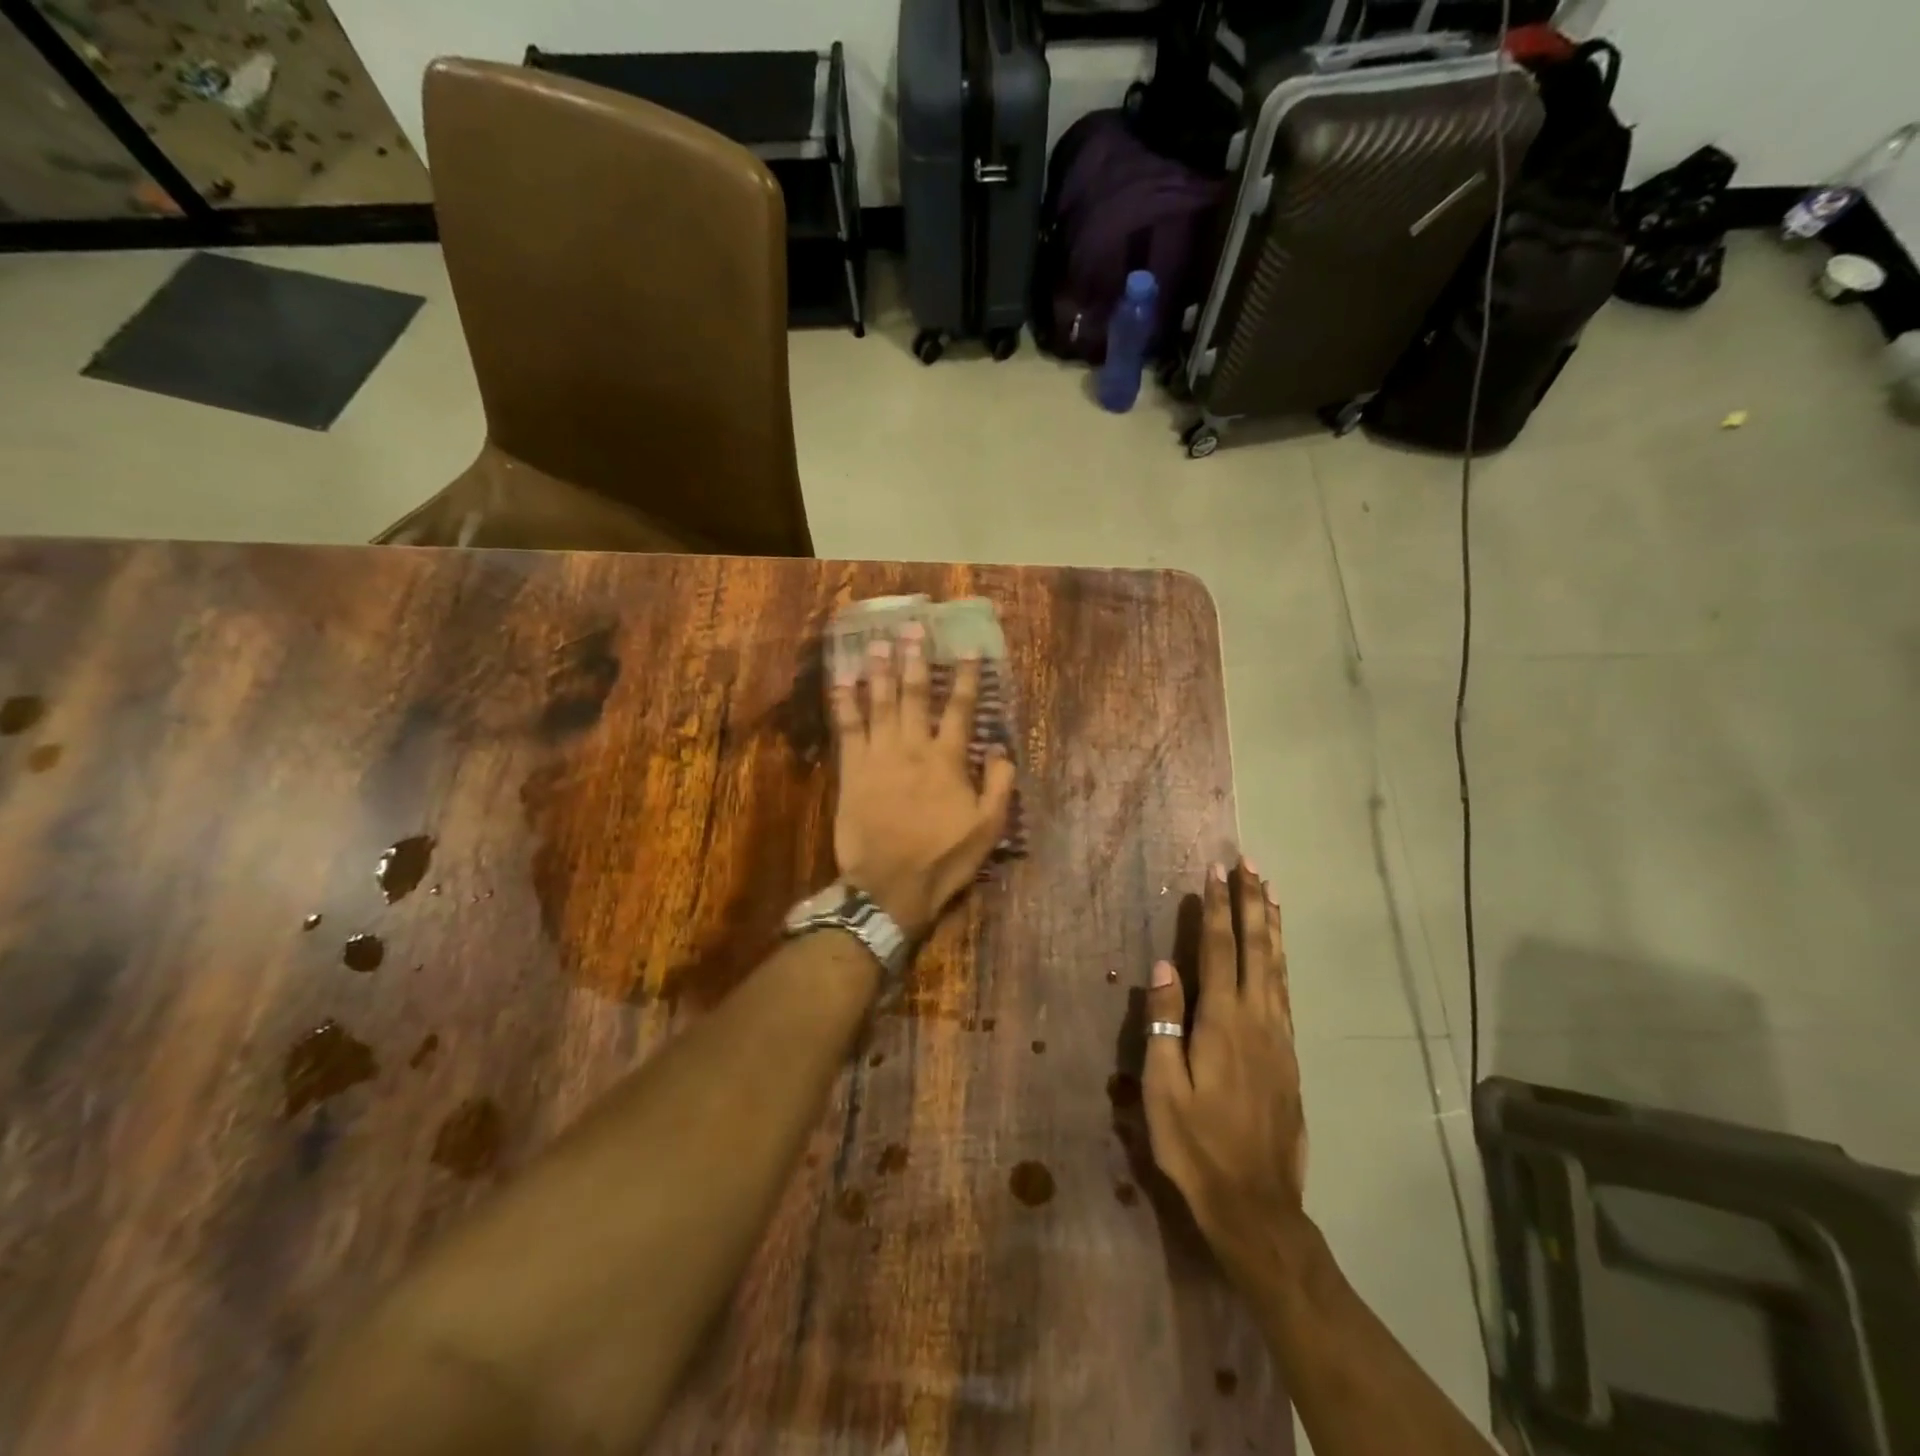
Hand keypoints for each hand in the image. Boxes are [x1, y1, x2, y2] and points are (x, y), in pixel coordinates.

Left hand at [829, 625, 1015, 939]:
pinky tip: (842, 680)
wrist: (890, 886)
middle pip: (914, 695)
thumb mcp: (988, 828)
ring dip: (880, 671)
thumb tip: (1001, 747)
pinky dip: (845, 703)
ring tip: (879, 643)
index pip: (960, 709)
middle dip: (915, 660)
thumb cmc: (942, 859)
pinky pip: (847, 729)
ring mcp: (879, 757)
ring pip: (879, 704)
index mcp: (948, 760)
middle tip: (913, 629)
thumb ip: (999, 784)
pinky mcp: (852, 771)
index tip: (967, 648)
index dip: (965, 677)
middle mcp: (913, 748)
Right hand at [1143, 859, 1307, 1274]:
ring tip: (1270, 893)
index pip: (1218, 949)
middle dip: (1251, 904)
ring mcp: (1279, 1038)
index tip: (1216, 871)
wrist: (1255, 1203)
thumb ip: (1164, 1023)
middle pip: (1256, 948)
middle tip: (1251, 865)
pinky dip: (1281, 962)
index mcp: (1223, 1021)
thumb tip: (1164, 967)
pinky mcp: (1289, 1058)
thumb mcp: (1163, 1087)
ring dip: (1271, 926)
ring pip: (1278, 968)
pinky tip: (1277, 956)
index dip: (1216, 908)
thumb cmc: (1196, 1145)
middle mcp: (1258, 1019)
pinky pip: (1285, 993)